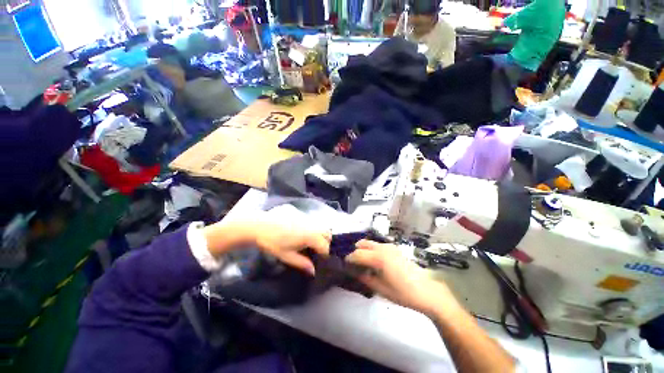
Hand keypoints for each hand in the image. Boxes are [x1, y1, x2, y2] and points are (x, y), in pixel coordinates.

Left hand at [203, 217, 329, 275]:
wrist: (260, 225)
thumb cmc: (273, 242)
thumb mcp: (287, 256)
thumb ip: (302, 263)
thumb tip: (314, 271)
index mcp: (311, 236)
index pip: (326, 247)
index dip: (326, 256)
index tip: (322, 263)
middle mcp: (313, 226)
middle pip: (328, 235)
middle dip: (327, 244)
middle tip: (318, 254)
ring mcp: (308, 219)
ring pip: (322, 228)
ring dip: (321, 236)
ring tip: (312, 246)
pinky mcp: (302, 216)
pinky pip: (314, 224)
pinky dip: (315, 230)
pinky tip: (305, 236)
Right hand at [346, 240, 458, 316]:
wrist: (426, 291)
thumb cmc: (402, 293)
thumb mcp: (380, 289)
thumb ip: (364, 278)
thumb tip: (353, 271)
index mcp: (378, 257)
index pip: (357, 254)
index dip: (348, 259)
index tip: (343, 265)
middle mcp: (382, 247)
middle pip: (362, 243)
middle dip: (354, 251)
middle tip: (352, 263)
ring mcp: (389, 246)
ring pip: (370, 242)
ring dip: (363, 249)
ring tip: (362, 262)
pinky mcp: (394, 248)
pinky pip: (378, 245)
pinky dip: (371, 249)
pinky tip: (373, 261)